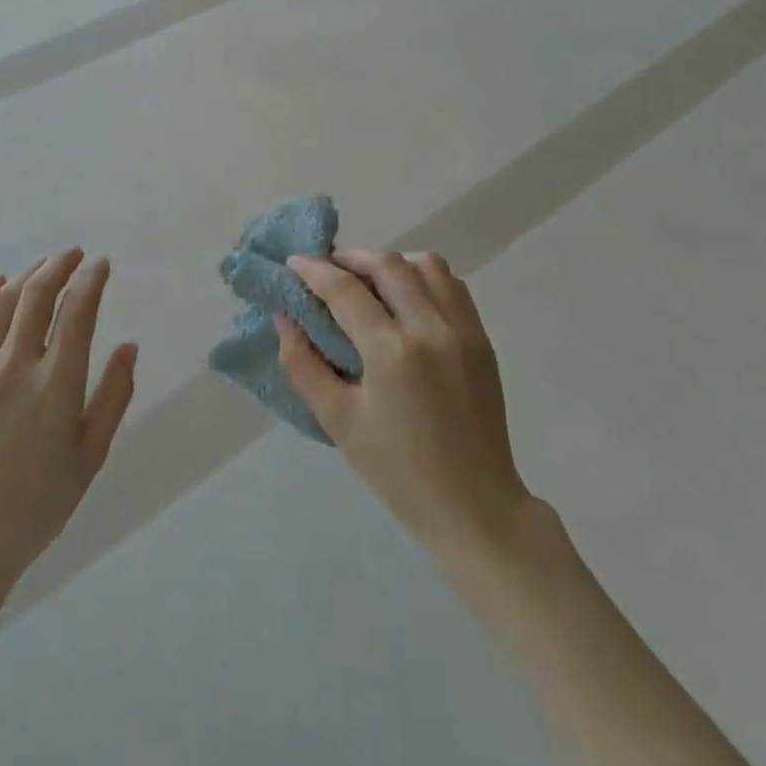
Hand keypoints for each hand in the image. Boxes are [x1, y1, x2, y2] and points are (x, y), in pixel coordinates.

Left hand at [0, 250, 138, 606]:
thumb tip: (129, 347)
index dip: (91, 281)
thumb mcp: (89, 459)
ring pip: (2, 304)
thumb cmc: (34, 508)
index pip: (78, 312)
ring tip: (42, 266)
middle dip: (59, 267)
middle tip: (73, 255)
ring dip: (26, 276)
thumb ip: (113, 398)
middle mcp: (15, 366)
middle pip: (38, 296)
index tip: (100, 265)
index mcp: (56, 386)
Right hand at [278, 250, 531, 565]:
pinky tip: (406, 298)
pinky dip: (424, 278)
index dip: (315, 271)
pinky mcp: (482, 340)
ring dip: (391, 263)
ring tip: (369, 281)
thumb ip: (303, 364)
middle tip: (327, 270)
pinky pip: (452, 286)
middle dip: (351, 258)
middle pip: (387, 265)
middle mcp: (431, 328)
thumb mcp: (337, 421)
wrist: (474, 507)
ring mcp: (463, 331)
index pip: (346, 290)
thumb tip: (284, 318)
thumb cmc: (397, 471)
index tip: (294, 262)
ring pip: (426, 266)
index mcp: (392, 352)